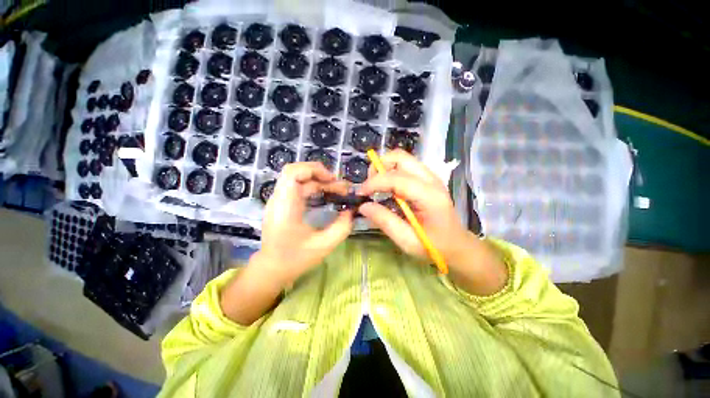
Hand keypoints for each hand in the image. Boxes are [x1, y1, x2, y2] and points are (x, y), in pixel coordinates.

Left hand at [258, 162, 353, 286]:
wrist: (272, 269)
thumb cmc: (295, 259)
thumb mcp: (324, 245)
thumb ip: (342, 227)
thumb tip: (351, 211)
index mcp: (286, 207)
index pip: (293, 173)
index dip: (314, 170)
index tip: (332, 180)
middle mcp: (279, 199)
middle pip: (295, 171)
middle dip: (320, 174)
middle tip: (338, 186)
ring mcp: (279, 200)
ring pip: (297, 178)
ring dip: (318, 181)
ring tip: (336, 190)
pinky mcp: (282, 204)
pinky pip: (297, 187)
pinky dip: (313, 187)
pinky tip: (325, 195)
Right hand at [358, 150, 506, 295]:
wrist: (457, 245)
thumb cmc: (434, 246)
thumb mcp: (407, 240)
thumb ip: (385, 221)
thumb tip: (363, 206)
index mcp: (429, 196)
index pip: (396, 178)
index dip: (374, 183)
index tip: (360, 194)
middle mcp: (431, 180)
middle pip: (400, 157)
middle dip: (379, 166)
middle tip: (369, 185)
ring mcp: (431, 177)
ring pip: (402, 158)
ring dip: (384, 168)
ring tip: (375, 186)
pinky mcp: (427, 179)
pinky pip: (405, 166)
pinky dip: (391, 171)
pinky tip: (387, 188)